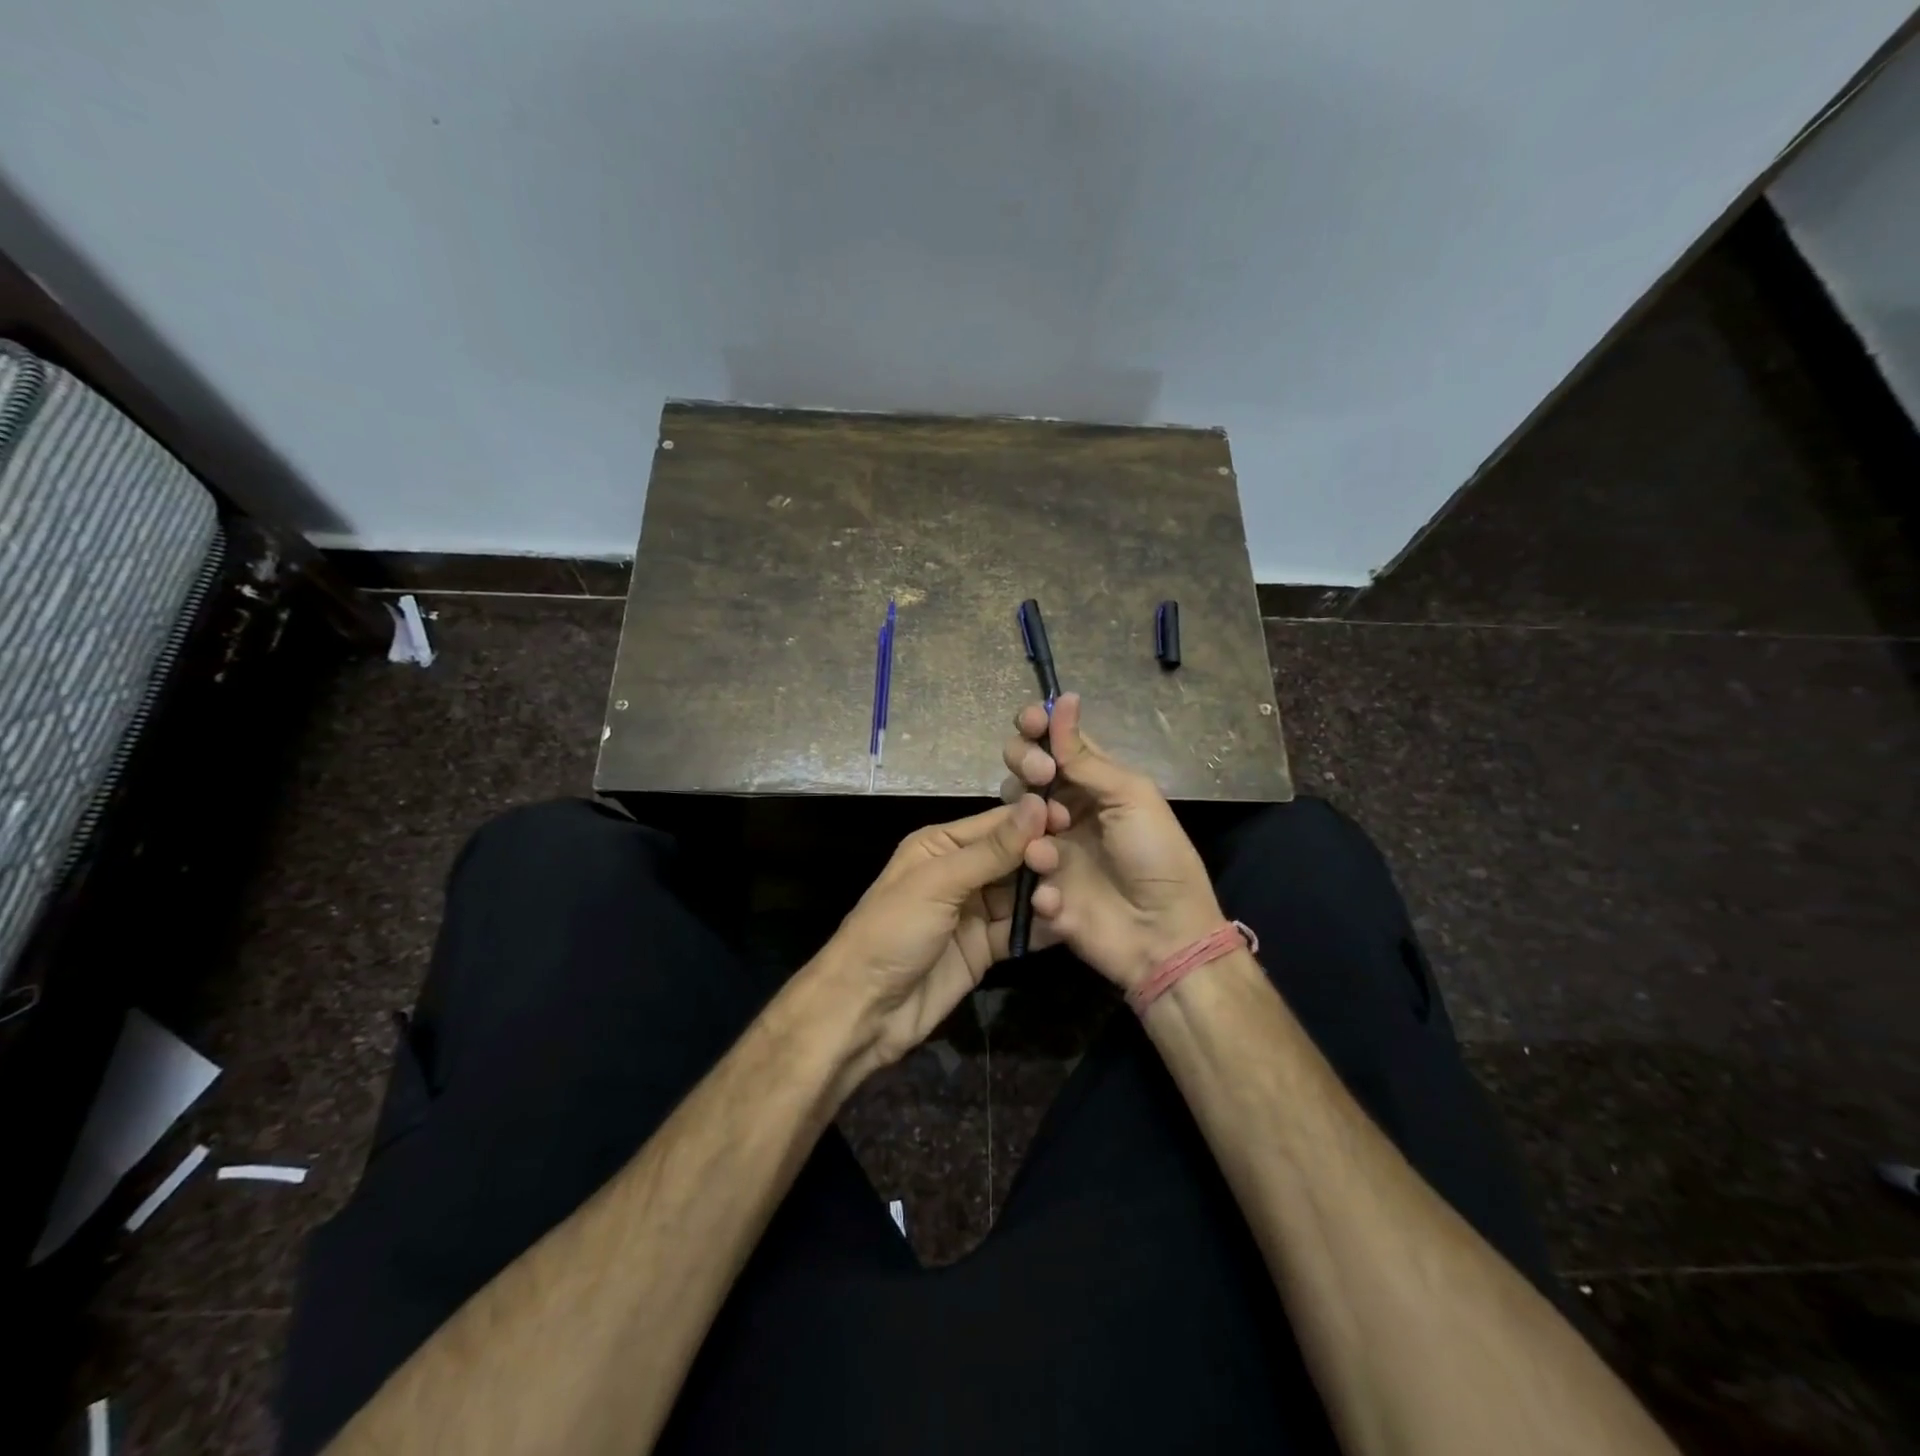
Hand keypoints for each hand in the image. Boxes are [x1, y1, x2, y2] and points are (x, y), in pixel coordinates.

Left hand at [811, 794, 1056, 1081]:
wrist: (865, 1009)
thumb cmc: (893, 931)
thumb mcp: (940, 883)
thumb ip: (992, 850)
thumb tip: (1036, 804)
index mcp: (942, 845)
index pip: (997, 823)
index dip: (1033, 820)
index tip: (1074, 819)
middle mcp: (961, 872)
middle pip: (1015, 857)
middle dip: (1043, 859)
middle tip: (1074, 867)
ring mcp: (975, 912)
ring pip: (1022, 893)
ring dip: (1046, 894)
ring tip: (1069, 898)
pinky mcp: (986, 948)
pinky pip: (1021, 930)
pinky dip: (1042, 927)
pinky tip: (1067, 924)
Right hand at [1001, 694, 1224, 989]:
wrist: (1163, 934)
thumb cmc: (1156, 856)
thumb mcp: (1130, 796)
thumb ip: (1085, 757)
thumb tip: (1063, 700)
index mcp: (1093, 784)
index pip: (1055, 744)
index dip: (1037, 727)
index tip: (1030, 721)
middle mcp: (1066, 809)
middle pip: (1024, 773)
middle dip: (1024, 764)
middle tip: (1041, 776)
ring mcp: (1048, 848)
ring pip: (1012, 816)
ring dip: (1027, 817)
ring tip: (1052, 837)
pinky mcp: (1036, 885)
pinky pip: (1016, 868)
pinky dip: (1034, 873)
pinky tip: (1056, 889)